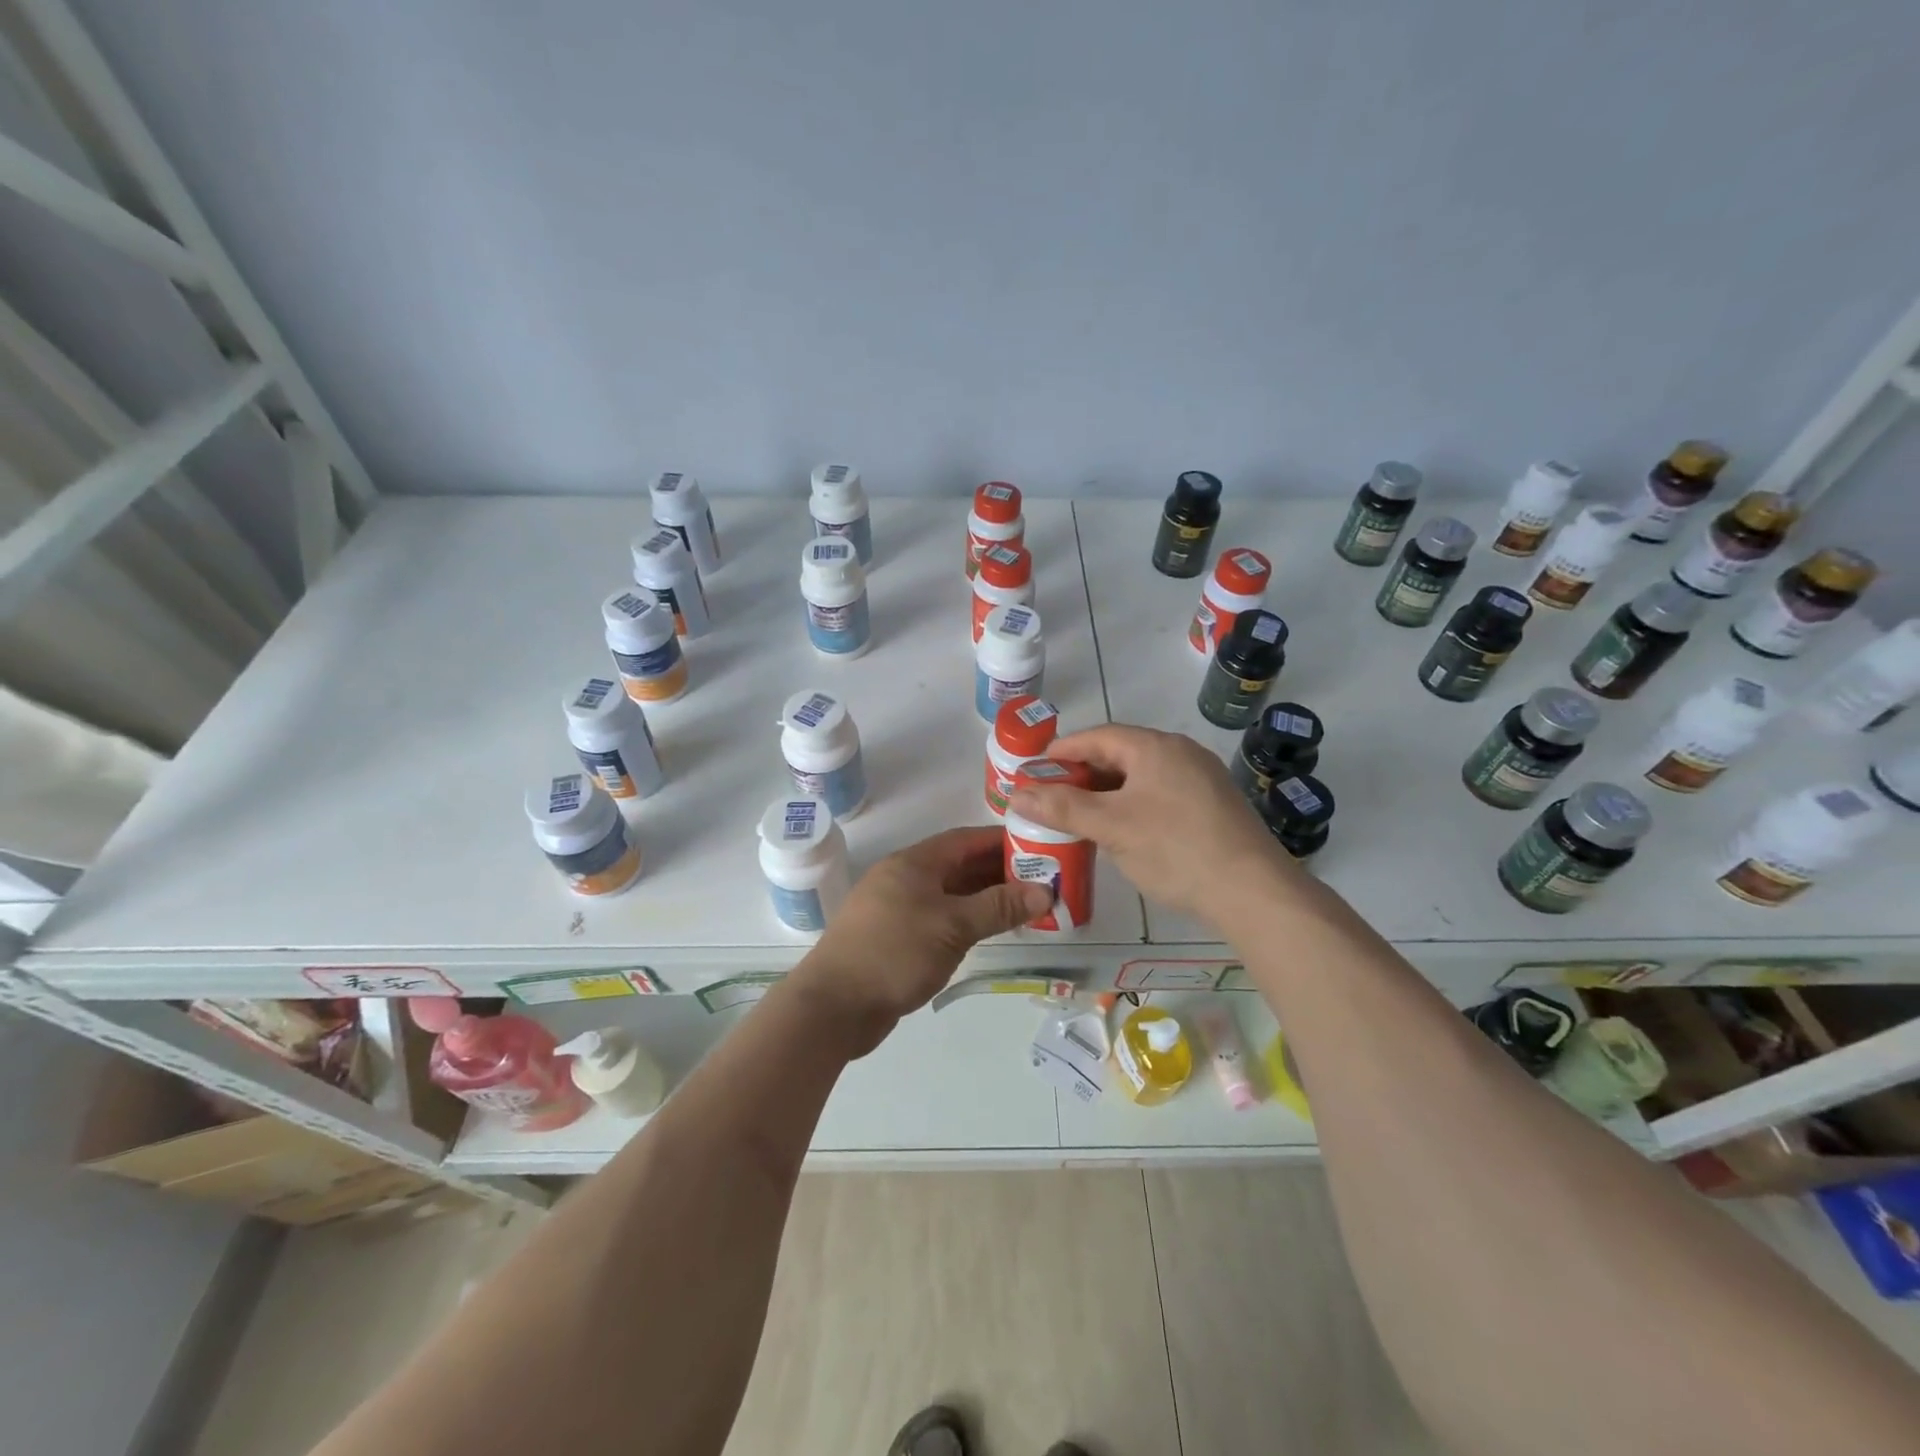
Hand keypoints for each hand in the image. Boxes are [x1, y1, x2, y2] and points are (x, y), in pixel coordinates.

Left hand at [791, 827, 1051, 1056]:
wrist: (833, 1006)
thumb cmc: (894, 953)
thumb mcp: (953, 927)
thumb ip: (998, 907)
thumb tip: (1044, 892)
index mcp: (913, 863)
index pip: (965, 839)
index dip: (1001, 841)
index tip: (1038, 846)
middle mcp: (903, 878)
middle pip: (958, 865)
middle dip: (998, 871)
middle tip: (1041, 880)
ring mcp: (896, 908)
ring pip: (949, 894)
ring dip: (983, 898)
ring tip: (1024, 906)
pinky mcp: (894, 938)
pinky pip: (938, 918)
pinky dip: (965, 920)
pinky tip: (988, 932)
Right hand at [1007, 723, 1299, 923]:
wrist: (1253, 891)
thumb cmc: (1175, 849)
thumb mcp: (1111, 827)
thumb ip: (1062, 808)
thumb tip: (1016, 794)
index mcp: (1155, 747)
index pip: (1097, 736)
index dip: (1062, 751)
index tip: (1034, 770)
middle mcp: (1180, 753)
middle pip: (1120, 754)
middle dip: (1082, 774)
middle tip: (1052, 796)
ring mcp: (1202, 779)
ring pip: (1141, 777)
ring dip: (1107, 792)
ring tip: (1080, 815)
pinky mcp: (1213, 806)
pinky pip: (1161, 794)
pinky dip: (1132, 804)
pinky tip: (1122, 831)